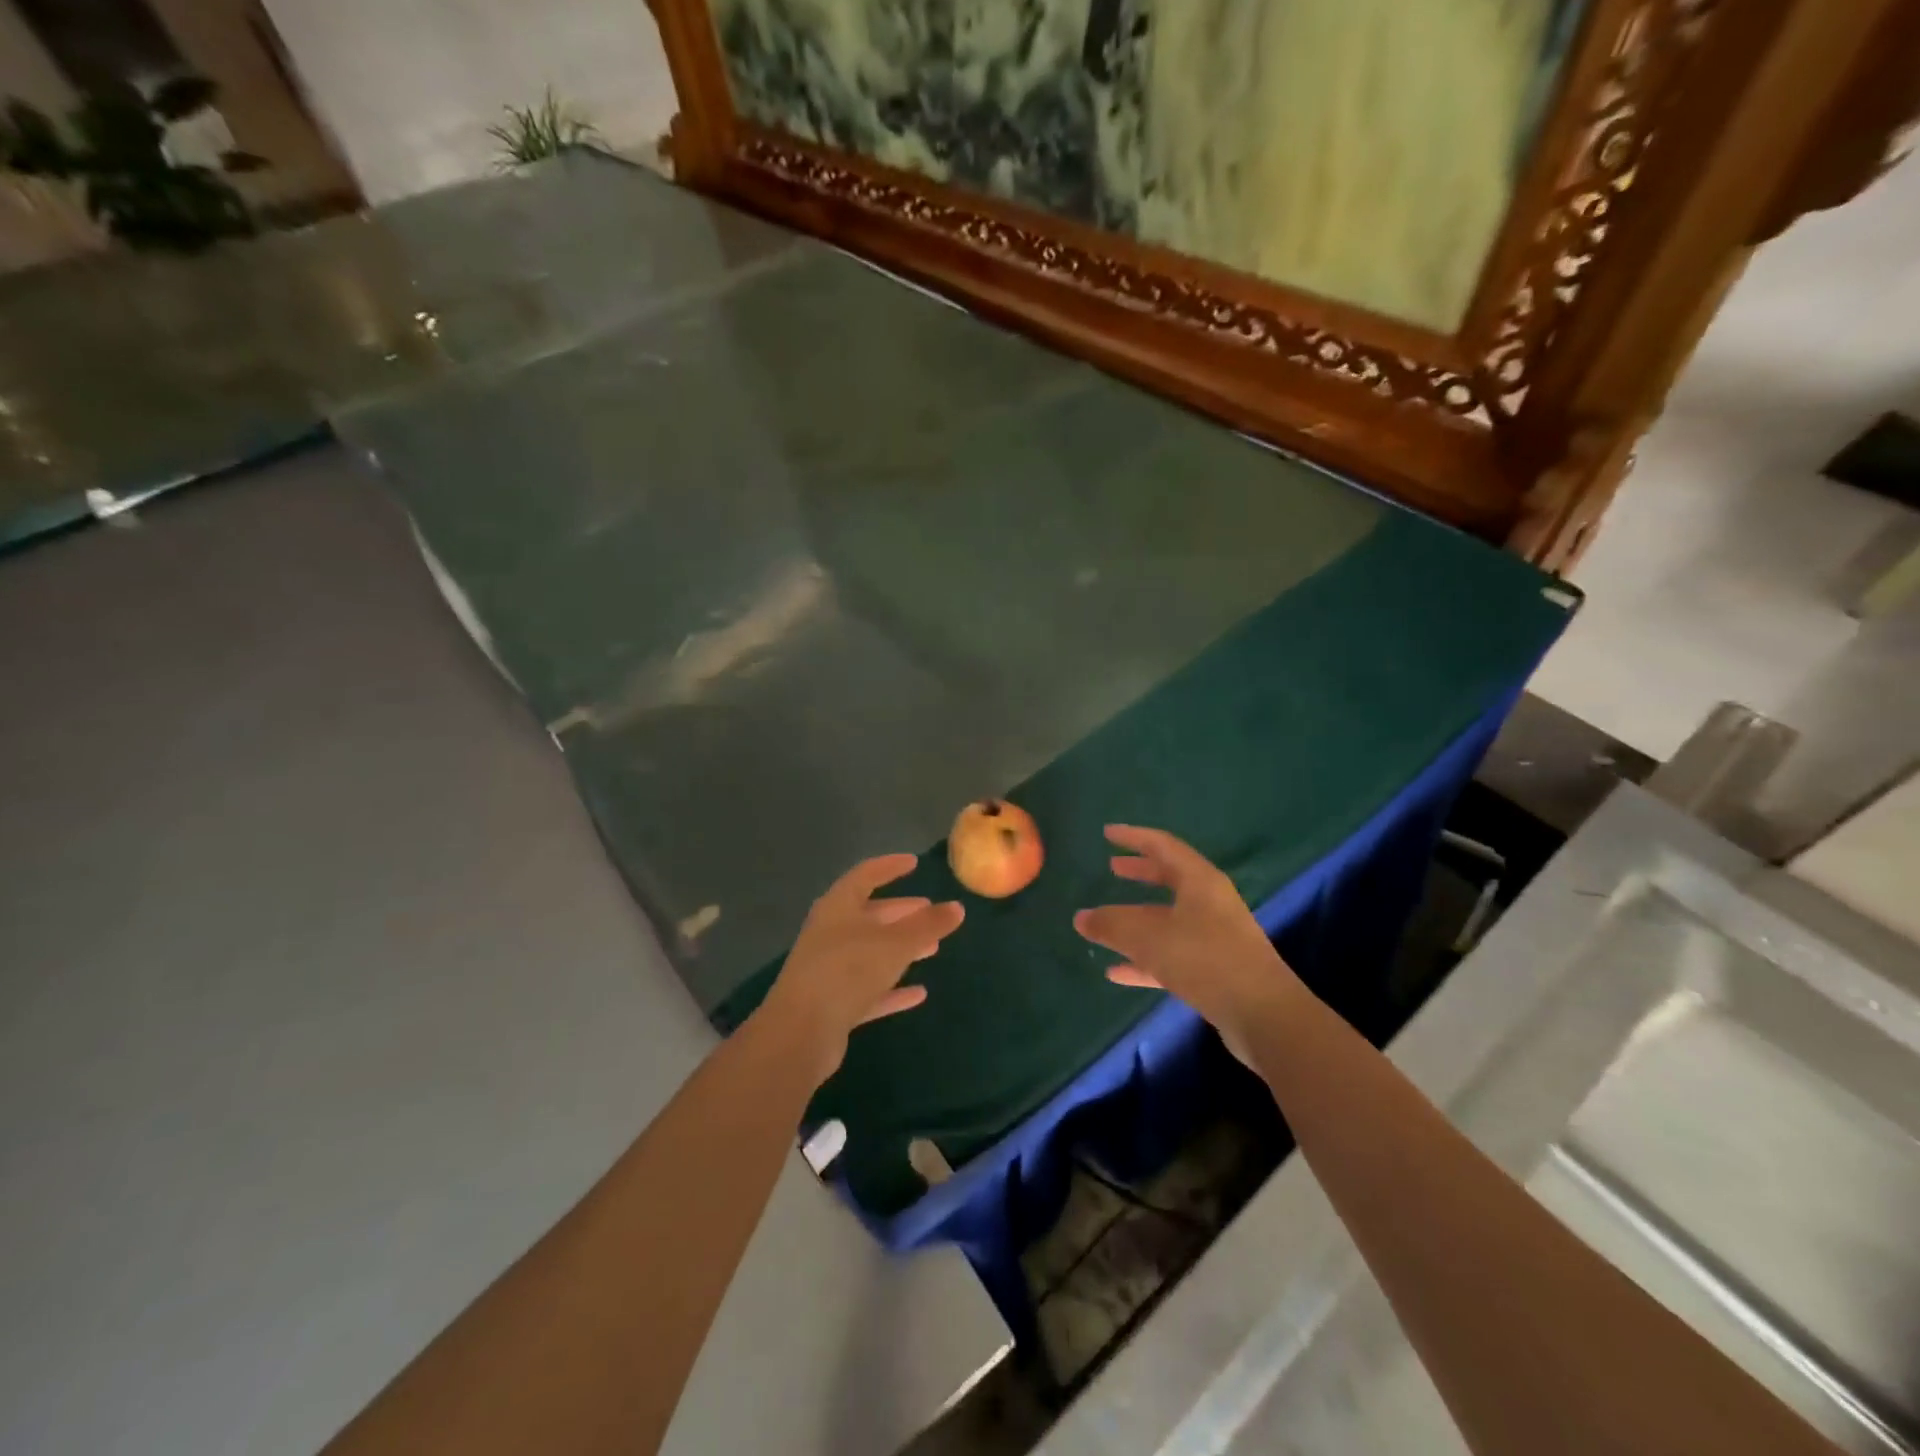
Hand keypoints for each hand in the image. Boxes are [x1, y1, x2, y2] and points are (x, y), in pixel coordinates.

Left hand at [756, 854, 963, 1081]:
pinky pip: (869, 990)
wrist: (800, 1032)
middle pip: (869, 915)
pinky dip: (892, 989)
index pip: (865, 876)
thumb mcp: (895, 944)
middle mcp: (830, 933)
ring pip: (870, 952)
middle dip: (900, 912)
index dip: (890, 867)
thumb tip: (957, 907)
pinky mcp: (832, 1005)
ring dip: (900, 949)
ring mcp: (829, 970)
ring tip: (933, 948)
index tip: (913, 863)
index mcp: (838, 907)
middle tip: (929, 911)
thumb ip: (927, 926)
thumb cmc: (847, 971)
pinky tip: (919, 993)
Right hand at [1074, 825, 1304, 1064]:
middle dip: (1140, 873)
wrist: (1263, 1016)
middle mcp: (1211, 903)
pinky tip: (1117, 972)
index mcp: (1200, 881)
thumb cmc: (1205, 960)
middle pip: (1170, 879)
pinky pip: (1173, 955)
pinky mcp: (1216, 971)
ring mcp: (1216, 937)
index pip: (1163, 846)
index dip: (1133, 837)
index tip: (1107, 833)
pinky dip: (1145, 959)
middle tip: (1112, 868)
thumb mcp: (1149, 938)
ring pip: (1169, 919)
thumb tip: (1080, 918)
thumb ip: (1111, 925)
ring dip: (1138, 919)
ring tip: (1105, 923)